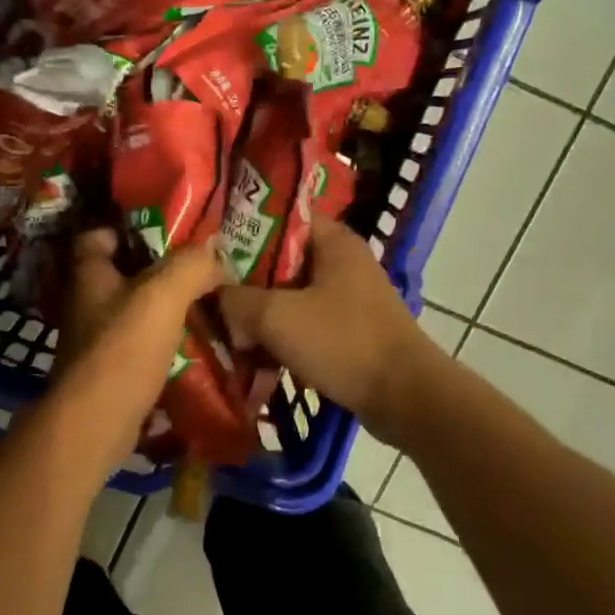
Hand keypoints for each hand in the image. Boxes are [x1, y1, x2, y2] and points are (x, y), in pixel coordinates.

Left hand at [50, 227, 229, 438]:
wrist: (95, 423)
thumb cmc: (123, 350)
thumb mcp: (163, 296)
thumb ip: (190, 265)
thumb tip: (215, 249)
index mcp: (90, 274)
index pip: (99, 235)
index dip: (130, 227)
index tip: (169, 229)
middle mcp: (88, 302)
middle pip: (125, 273)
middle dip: (161, 270)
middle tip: (203, 267)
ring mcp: (96, 338)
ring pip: (136, 311)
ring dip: (167, 309)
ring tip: (209, 303)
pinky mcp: (110, 370)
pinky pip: (142, 346)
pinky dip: (165, 343)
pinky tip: (197, 343)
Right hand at [217, 218, 442, 439]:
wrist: (404, 396)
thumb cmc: (342, 342)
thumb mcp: (276, 317)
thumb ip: (236, 301)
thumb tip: (217, 299)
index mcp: (333, 240)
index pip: (279, 218)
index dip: (242, 231)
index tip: (210, 252)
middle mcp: (343, 260)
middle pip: (280, 260)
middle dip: (245, 281)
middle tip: (211, 296)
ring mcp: (349, 296)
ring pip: (291, 295)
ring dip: (261, 313)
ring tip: (228, 330)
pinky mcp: (351, 328)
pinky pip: (306, 322)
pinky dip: (282, 335)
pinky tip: (256, 355)